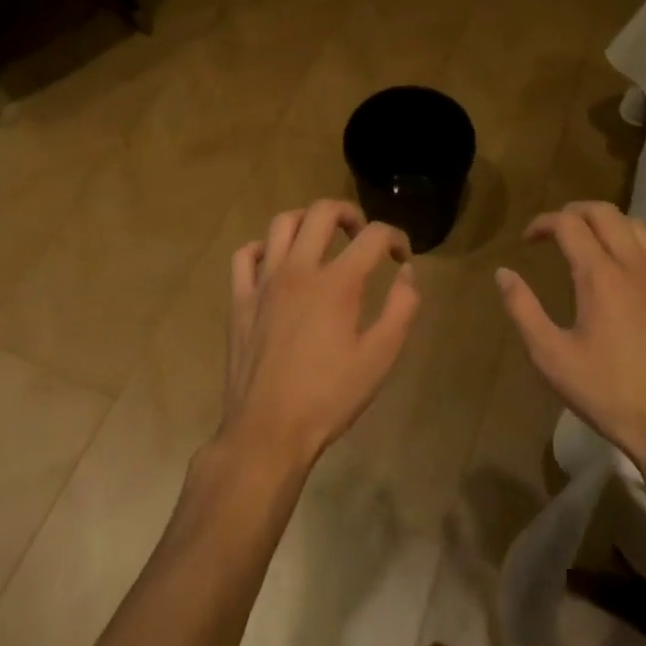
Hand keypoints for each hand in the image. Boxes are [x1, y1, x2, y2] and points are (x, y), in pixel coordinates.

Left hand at [220, 200, 419, 471]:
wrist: (267, 433)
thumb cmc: (328, 398)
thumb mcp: (380, 358)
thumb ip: (402, 308)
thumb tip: (406, 272)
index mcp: (337, 283)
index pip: (373, 235)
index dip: (395, 237)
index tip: (401, 256)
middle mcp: (299, 270)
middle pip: (322, 212)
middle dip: (349, 213)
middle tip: (360, 235)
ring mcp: (264, 282)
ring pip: (282, 223)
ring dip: (307, 221)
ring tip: (321, 239)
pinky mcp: (239, 300)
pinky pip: (245, 255)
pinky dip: (263, 248)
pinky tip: (276, 262)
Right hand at [497, 202, 645, 480]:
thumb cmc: (609, 395)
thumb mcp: (552, 358)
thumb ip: (523, 310)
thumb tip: (503, 273)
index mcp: (600, 275)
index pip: (569, 223)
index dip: (544, 222)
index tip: (528, 239)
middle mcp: (635, 265)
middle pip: (604, 212)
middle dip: (575, 212)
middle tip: (556, 232)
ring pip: (637, 226)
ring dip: (608, 224)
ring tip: (590, 244)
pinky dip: (637, 247)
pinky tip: (629, 273)